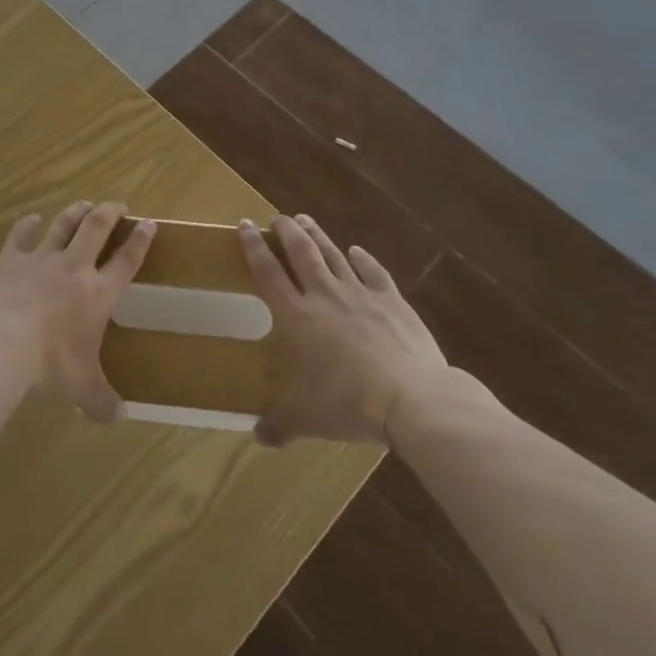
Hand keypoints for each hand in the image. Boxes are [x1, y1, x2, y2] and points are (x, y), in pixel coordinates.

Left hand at [0, 200, 154, 421]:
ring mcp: (40, 259)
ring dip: (75, 212)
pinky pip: (21, 234)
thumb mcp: (81, 388)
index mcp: (98, 294)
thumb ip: (101, 400)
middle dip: (109, 213)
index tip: (149, 224)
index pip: (126, 261)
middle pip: (96, 228)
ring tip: (84, 204)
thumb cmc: (49, 366)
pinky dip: (28, 224)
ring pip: (63, 225)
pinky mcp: (9, 259)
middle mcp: (74, 268)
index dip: (140, 241)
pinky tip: (31, 218)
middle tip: (117, 205)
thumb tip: (120, 419)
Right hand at [240, 214, 445, 446]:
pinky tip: (356, 250)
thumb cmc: (350, 404)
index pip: (269, 274)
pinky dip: (363, 259)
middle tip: (276, 217)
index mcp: (298, 318)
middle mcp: (325, 296)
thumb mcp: (308, 419)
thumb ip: (281, 425)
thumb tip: (257, 437)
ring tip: (304, 219)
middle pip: (301, 253)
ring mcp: (360, 294)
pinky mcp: (391, 300)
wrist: (412, 398)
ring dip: (317, 235)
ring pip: (333, 255)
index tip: (243, 225)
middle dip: (286, 231)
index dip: (254, 248)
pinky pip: (373, 272)